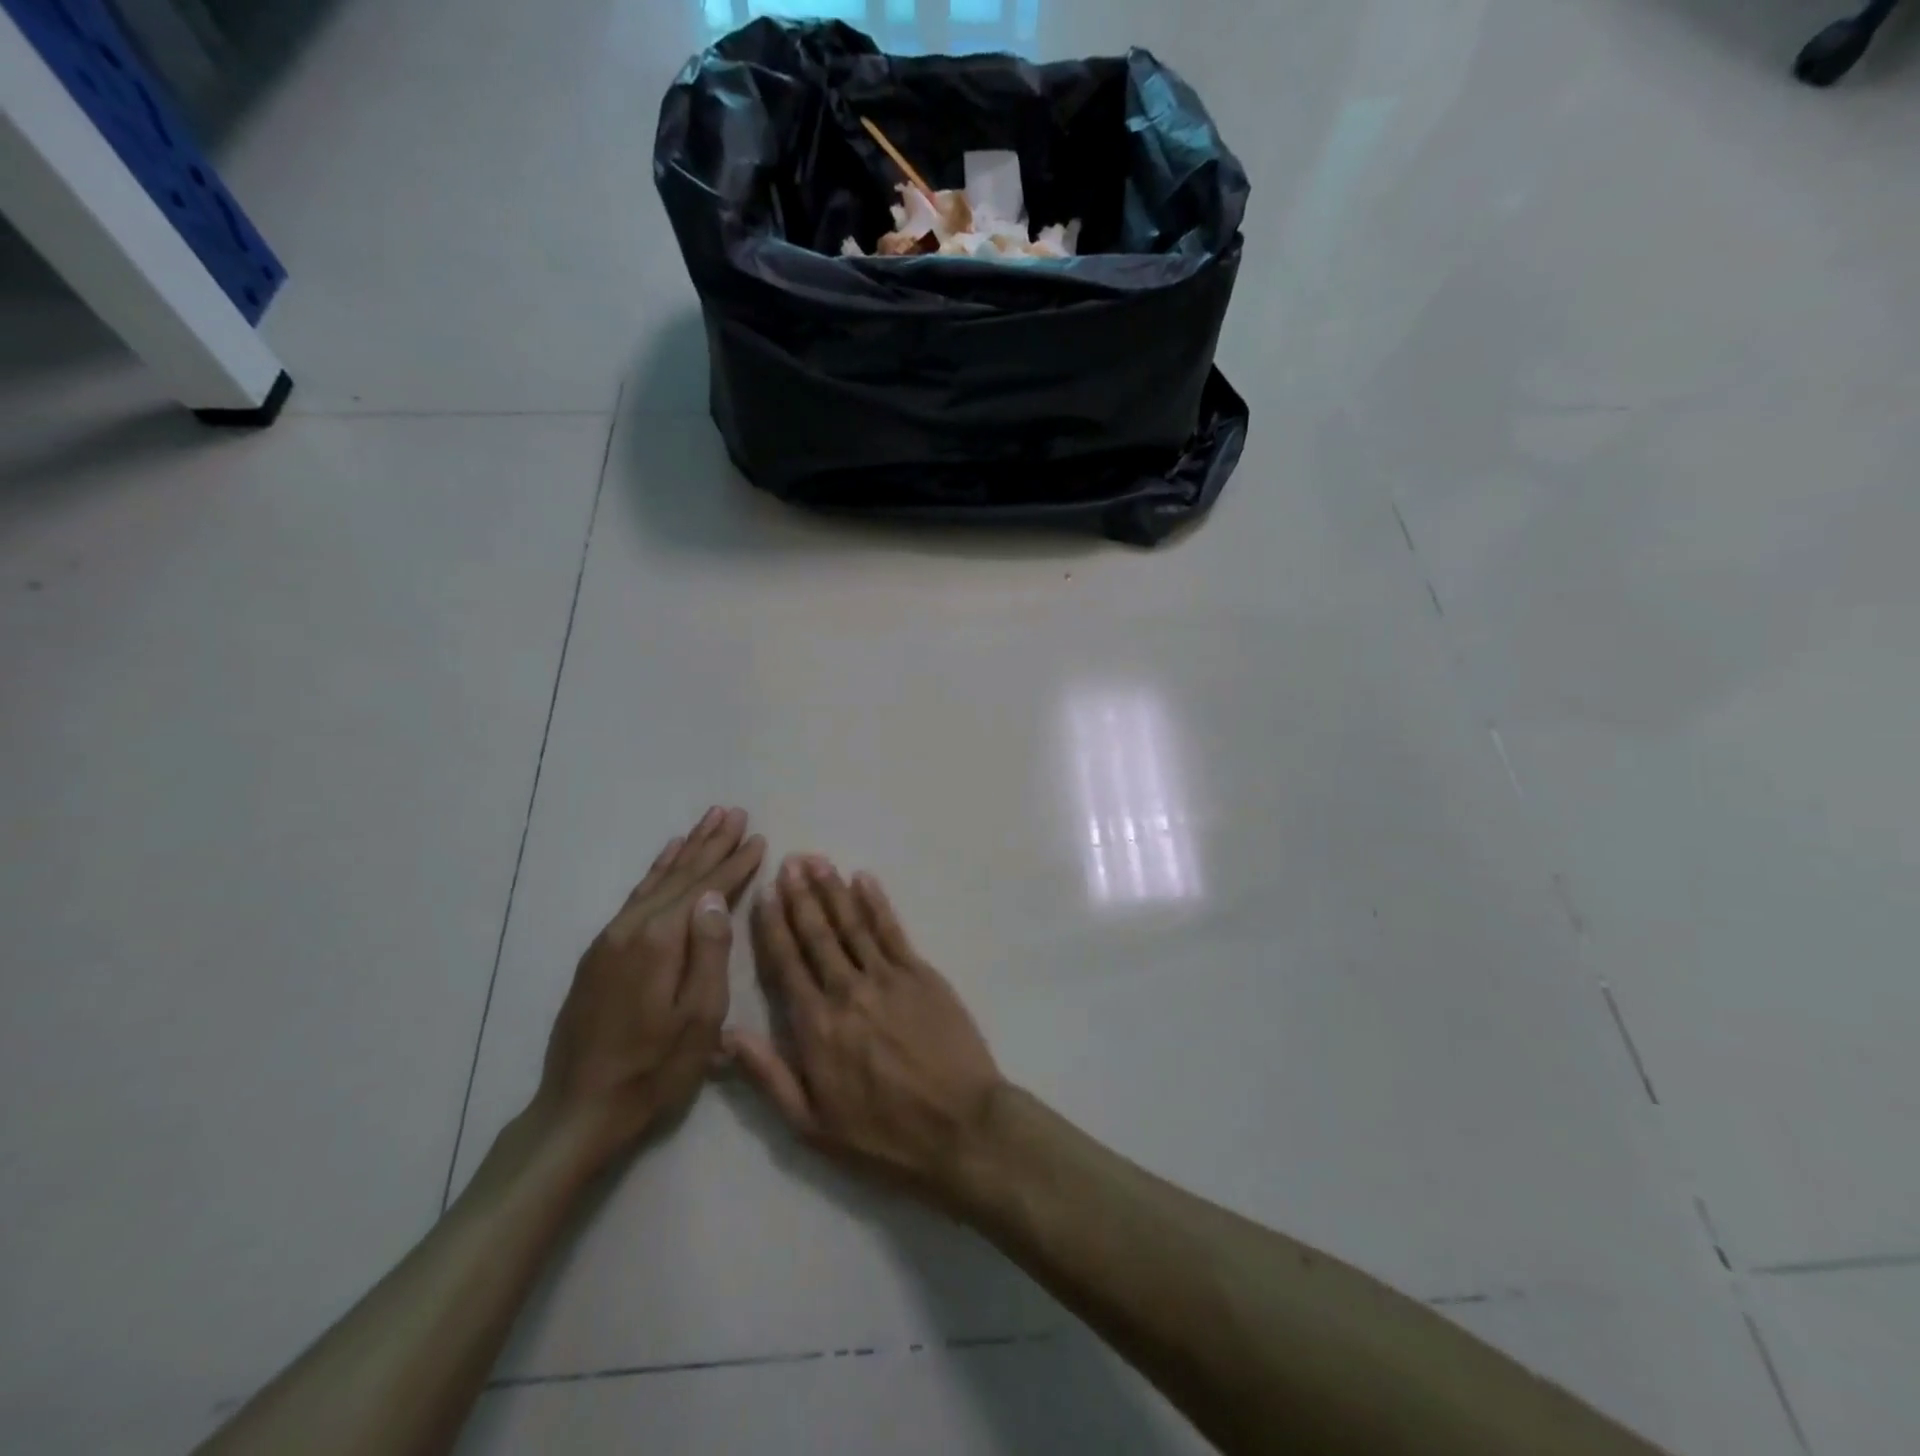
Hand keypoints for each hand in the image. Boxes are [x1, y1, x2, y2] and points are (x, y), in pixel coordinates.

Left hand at [536, 806, 764, 1165]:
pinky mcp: (599, 954)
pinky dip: (656, 873)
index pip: (705, 887)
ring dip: (684, 851)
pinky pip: (636, 897)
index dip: (734, 862)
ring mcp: (610, 939)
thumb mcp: (699, 1018)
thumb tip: (716, 896)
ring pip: (655, 881)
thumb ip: (710, 952)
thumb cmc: (653, 1070)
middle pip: (679, 875)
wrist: (578, 1111)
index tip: (757, 836)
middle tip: (732, 812)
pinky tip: (665, 861)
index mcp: (660, 941)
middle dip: (710, 843)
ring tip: (705, 823)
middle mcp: (631, 928)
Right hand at [725, 856, 1005, 1203]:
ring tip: (816, 861)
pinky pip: (892, 930)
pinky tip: (863, 880)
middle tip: (788, 861)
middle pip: (817, 934)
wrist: (960, 1127)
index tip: (764, 893)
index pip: (786, 963)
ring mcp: (887, 977)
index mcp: (815, 1025)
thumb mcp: (811, 1124)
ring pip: (852, 923)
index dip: (773, 925)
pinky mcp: (921, 973)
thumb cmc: (883, 1134)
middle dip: (800, 895)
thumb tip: (726, 1035)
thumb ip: (767, 1075)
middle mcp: (846, 991)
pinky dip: (876, 902)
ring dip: (832, 889)